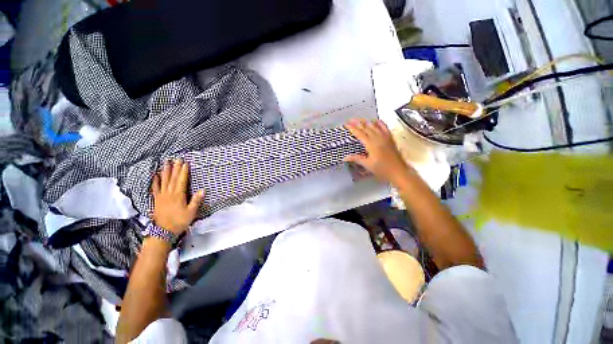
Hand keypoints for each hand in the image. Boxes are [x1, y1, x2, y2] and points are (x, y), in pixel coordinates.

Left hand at [151, 159, 204, 234]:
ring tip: (166, 162)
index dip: (183, 171)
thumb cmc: (179, 221)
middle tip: (176, 159)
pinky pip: (155, 188)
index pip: (181, 181)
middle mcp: (169, 193)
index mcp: (178, 195)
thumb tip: (202, 190)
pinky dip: (155, 181)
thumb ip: (196, 200)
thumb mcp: (191, 212)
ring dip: (165, 171)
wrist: (163, 232)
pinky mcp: (156, 199)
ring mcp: (161, 196)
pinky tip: (155, 175)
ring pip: (163, 181)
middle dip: (175, 168)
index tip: (185, 163)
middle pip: (172, 178)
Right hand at [344, 119, 413, 186]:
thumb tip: (345, 157)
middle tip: (351, 120)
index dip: (352, 128)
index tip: (346, 124)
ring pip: (375, 126)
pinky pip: (385, 128)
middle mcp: (378, 138)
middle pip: (367, 127)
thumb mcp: (368, 165)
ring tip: (360, 119)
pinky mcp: (390, 138)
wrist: (399, 171)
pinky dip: (380, 123)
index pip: (360, 133)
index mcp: (371, 144)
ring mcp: (385, 137)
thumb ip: (357, 159)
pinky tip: (376, 121)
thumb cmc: (382, 169)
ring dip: (367, 122)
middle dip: (358, 123)